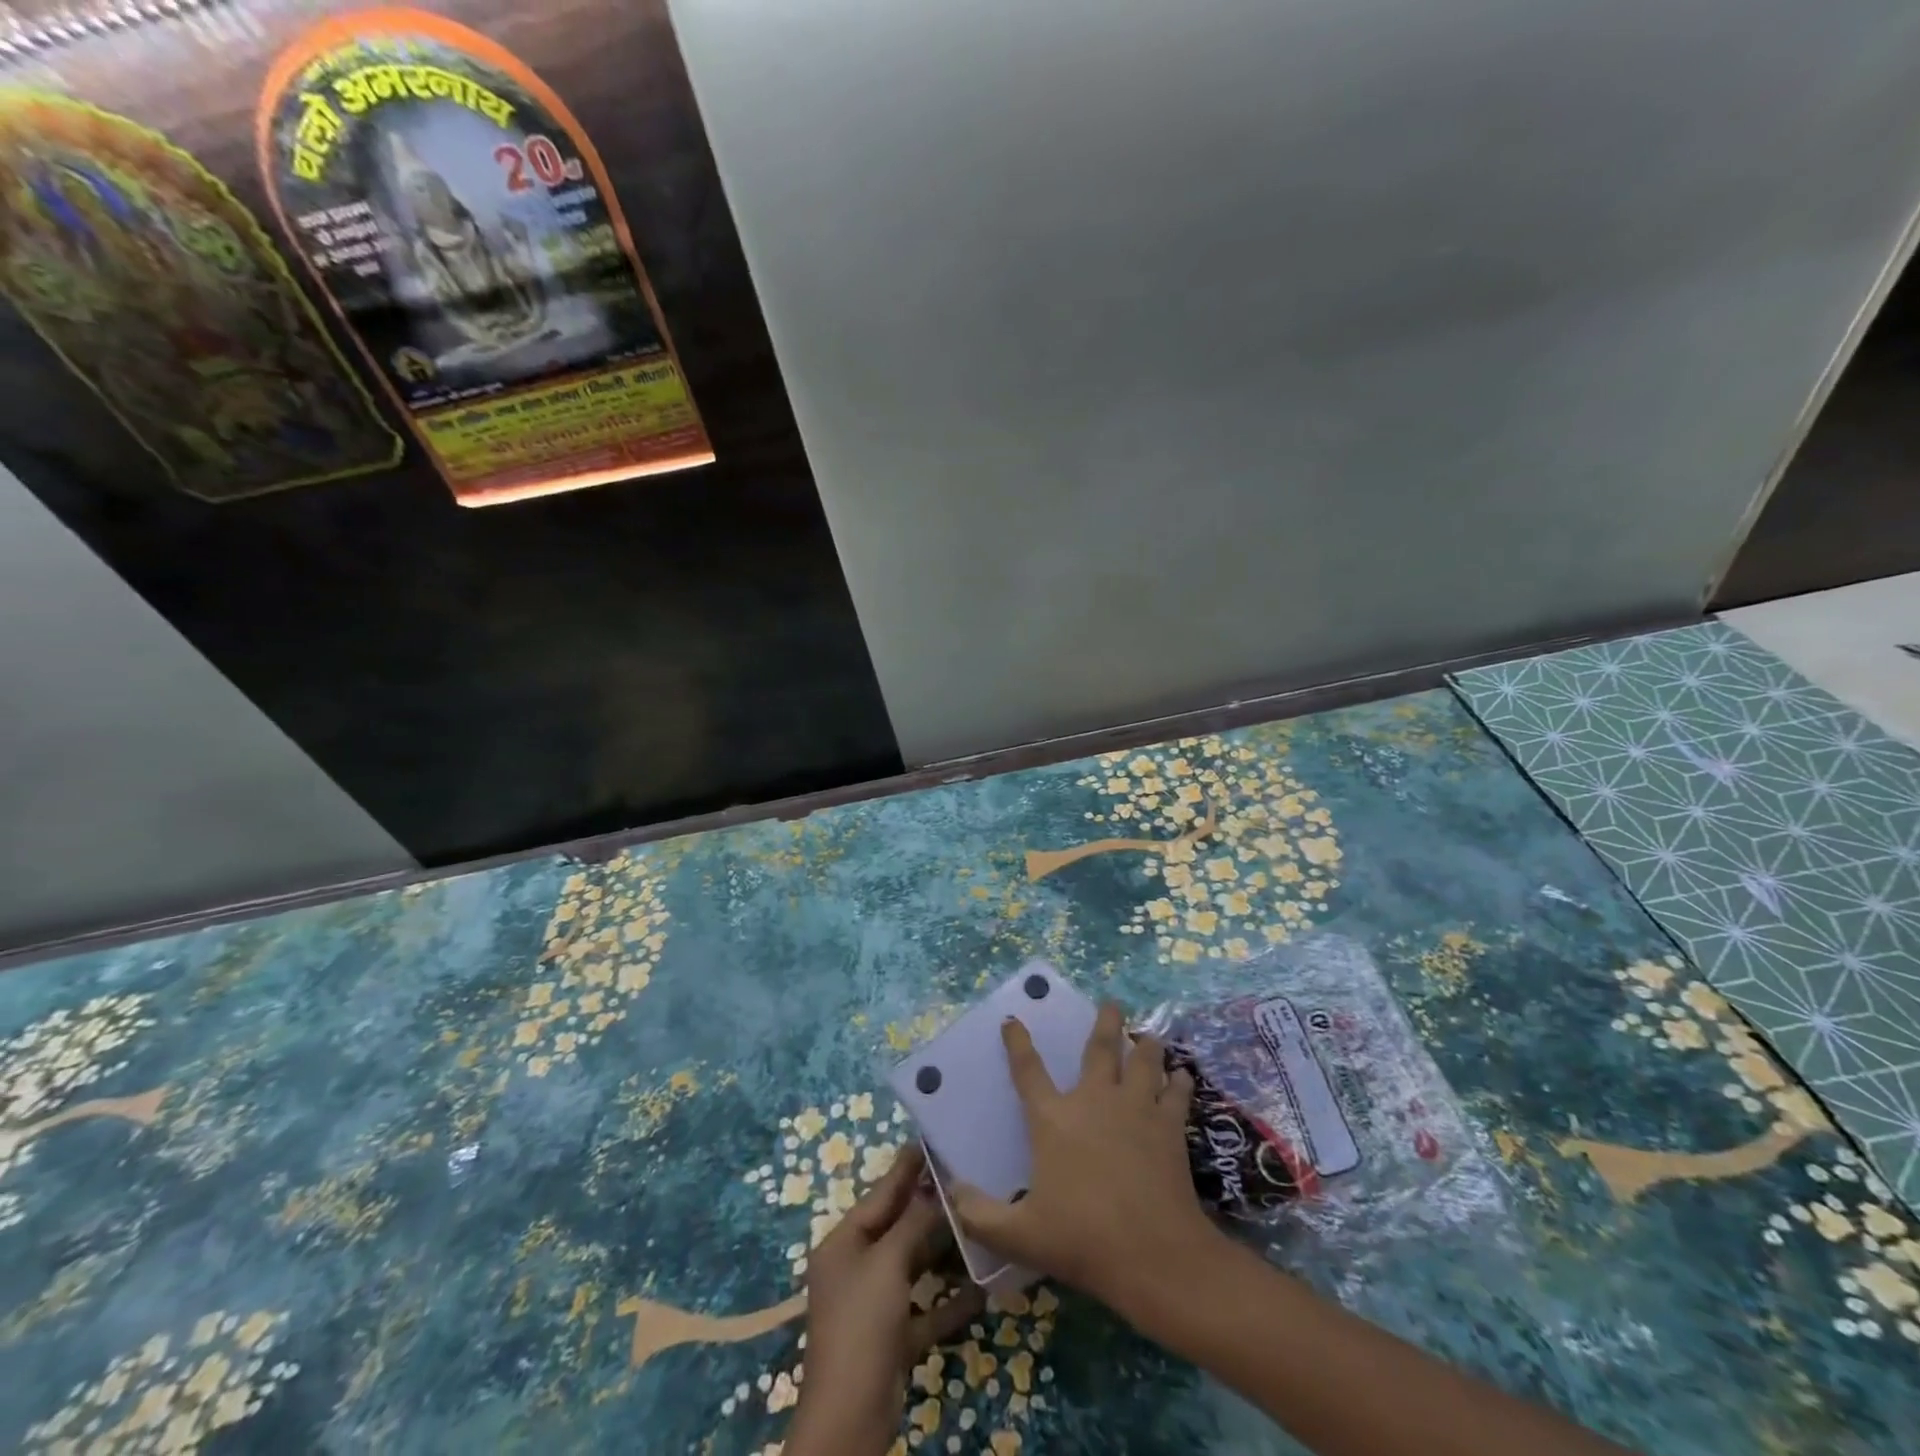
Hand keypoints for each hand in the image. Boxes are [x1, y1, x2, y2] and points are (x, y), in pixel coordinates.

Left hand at [785, 1142, 984, 1455]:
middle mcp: (857, 1267)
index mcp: (843, 1242)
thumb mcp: (888, 1264)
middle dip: (931, 1207)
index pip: (881, 1193)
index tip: (934, 1139)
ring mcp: (874, 1303)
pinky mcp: (893, 1336)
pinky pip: (925, 1308)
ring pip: (914, 1265)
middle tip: (968, 1176)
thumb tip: (936, 1189)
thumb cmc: (862, 1324)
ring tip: (980, 1221)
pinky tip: (982, 1288)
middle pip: (898, 1228)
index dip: (907, 1168)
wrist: (850, 1418)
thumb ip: (914, 1223)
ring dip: (944, 1251)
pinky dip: (949, 1299)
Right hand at [950, 1002, 1217, 1319]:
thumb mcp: (1018, 1236)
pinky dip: (1179, 1081)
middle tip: (1112, 1002)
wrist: (1154, 1255)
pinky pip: (1176, 1093)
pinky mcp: (1169, 1126)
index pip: (1027, 1070)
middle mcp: (1094, 1101)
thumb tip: (951, 1191)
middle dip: (1106, 1021)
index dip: (1017, 1043)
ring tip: (1150, 1034)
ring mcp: (1136, 1109)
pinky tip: (1182, 1075)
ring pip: (1144, 1061)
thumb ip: (978, 1214)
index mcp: (1053, 1119)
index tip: (1012, 1020)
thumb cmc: (1083, 1240)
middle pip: (1100, 1048)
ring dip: (1146, 1044)